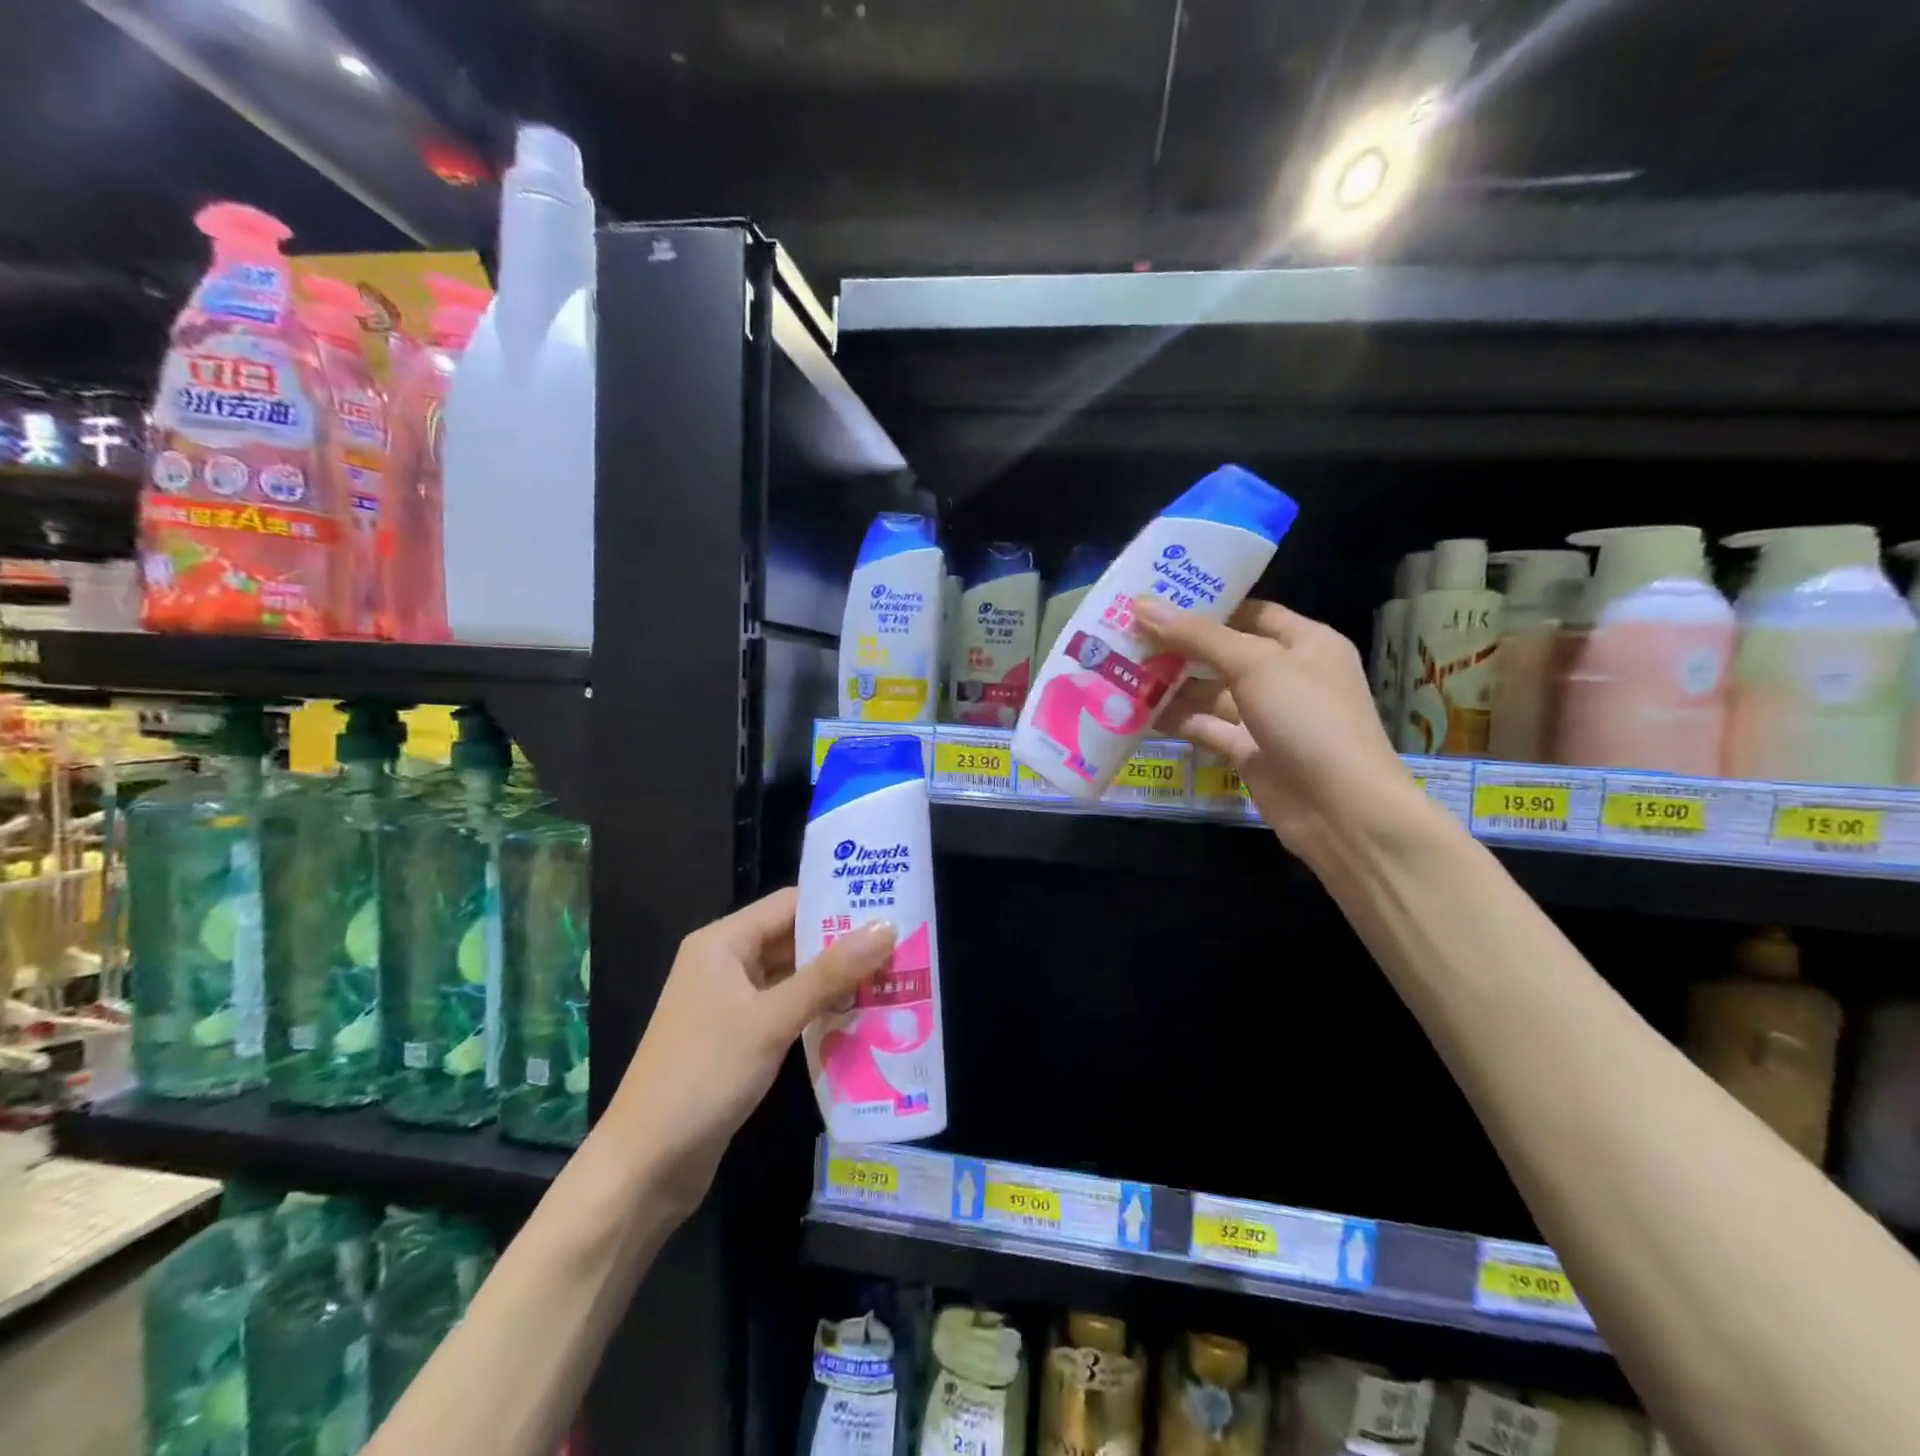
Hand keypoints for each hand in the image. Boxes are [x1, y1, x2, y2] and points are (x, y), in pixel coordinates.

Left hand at [611, 887, 895, 1213]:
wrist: (645, 1166)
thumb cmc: (704, 1076)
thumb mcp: (772, 1019)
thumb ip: (829, 973)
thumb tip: (886, 927)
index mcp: (723, 943)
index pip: (790, 904)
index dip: (838, 904)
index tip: (889, 909)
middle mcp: (725, 964)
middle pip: (793, 939)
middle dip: (843, 945)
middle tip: (901, 947)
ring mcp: (730, 1004)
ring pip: (793, 977)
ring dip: (835, 981)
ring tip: (892, 979)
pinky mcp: (739, 1039)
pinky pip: (787, 1010)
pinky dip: (819, 1011)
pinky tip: (860, 1018)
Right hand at [1135, 596, 1423, 862]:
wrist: (1340, 808)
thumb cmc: (1309, 718)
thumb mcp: (1255, 664)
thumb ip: (1197, 636)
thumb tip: (1142, 605)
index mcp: (1305, 642)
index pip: (1250, 612)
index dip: (1206, 604)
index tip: (1156, 598)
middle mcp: (1286, 675)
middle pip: (1223, 652)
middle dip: (1178, 645)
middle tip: (1125, 632)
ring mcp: (1266, 716)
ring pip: (1210, 692)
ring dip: (1171, 683)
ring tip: (1120, 668)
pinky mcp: (1247, 751)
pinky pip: (1206, 726)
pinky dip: (1176, 719)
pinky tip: (1136, 709)